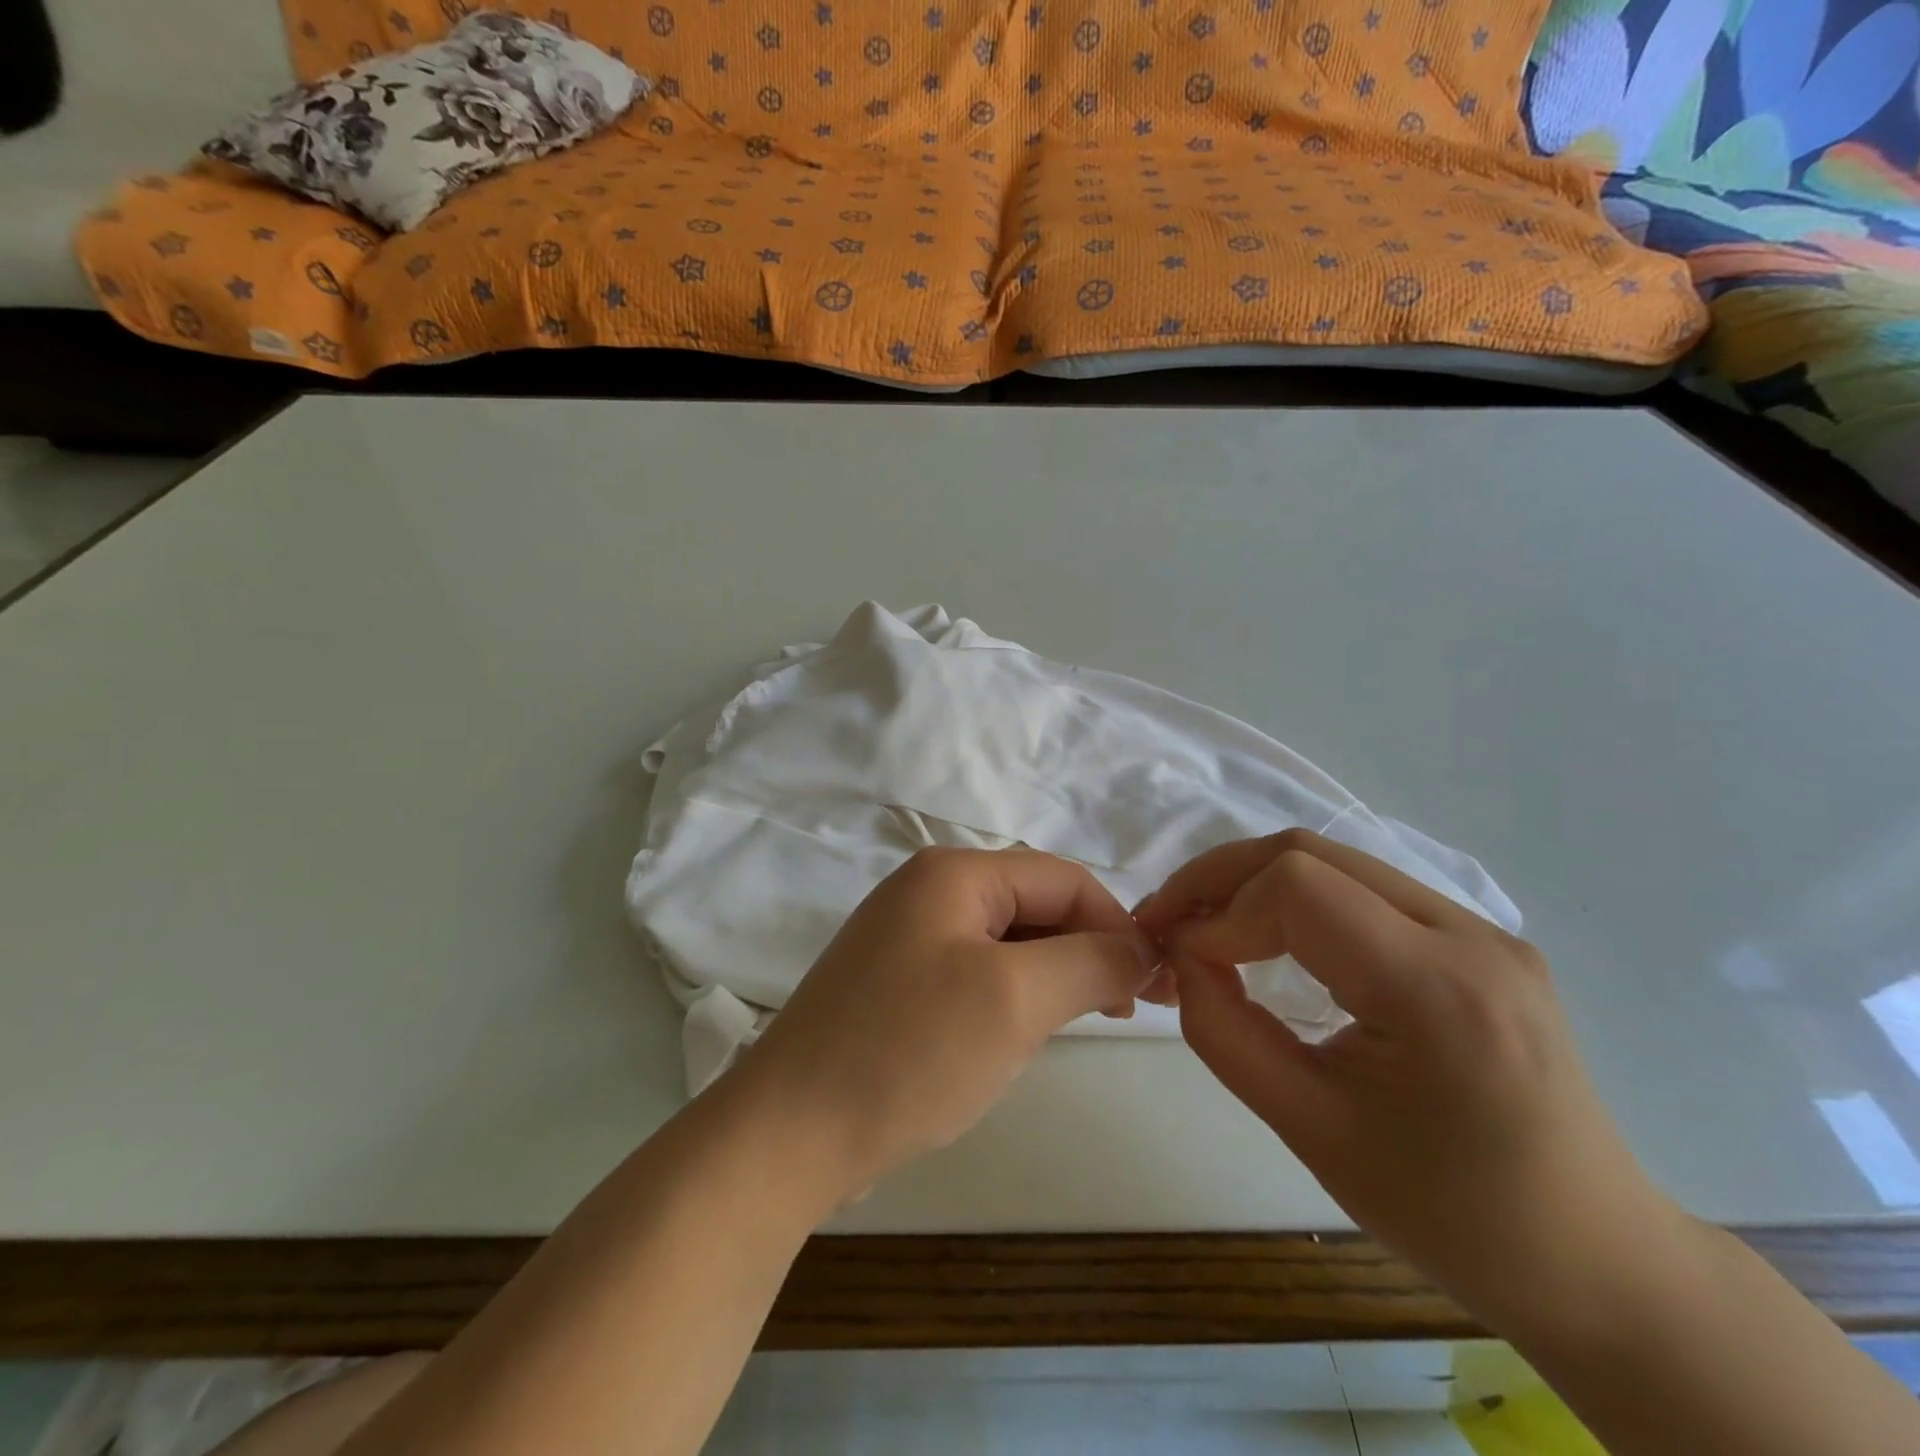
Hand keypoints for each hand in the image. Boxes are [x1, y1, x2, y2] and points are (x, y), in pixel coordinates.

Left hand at [730, 848, 1157, 1203]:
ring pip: (1005, 943)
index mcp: (952, 873)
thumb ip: (1091, 961)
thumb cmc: (910, 1052)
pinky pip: (972, 974)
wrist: (790, 1133)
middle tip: (1125, 1011)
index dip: (1116, 924)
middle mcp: (925, 890)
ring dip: (1049, 977)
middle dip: (1084, 952)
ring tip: (1074, 1024)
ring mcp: (904, 937)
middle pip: (1032, 906)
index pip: (1062, 879)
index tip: (1154, 985)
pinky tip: (1014, 1037)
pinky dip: (1009, 997)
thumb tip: (1141, 946)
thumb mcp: (1016, 999)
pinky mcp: (894, 983)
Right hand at [1136, 829, 1683, 1336]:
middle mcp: (1469, 935)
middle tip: (1166, 921)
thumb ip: (1225, 1033)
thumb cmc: (1451, 1216)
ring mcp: (1482, 929)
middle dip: (1219, 878)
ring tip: (1203, 926)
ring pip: (1334, 861)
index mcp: (1440, 991)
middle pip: (1310, 852)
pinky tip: (1268, 937)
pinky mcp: (1478, 938)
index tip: (1178, 962)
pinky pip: (1363, 889)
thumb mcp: (1311, 1132)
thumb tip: (1180, 960)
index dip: (1218, 911)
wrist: (1598, 1261)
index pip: (1298, 888)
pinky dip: (1295, 899)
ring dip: (1253, 883)